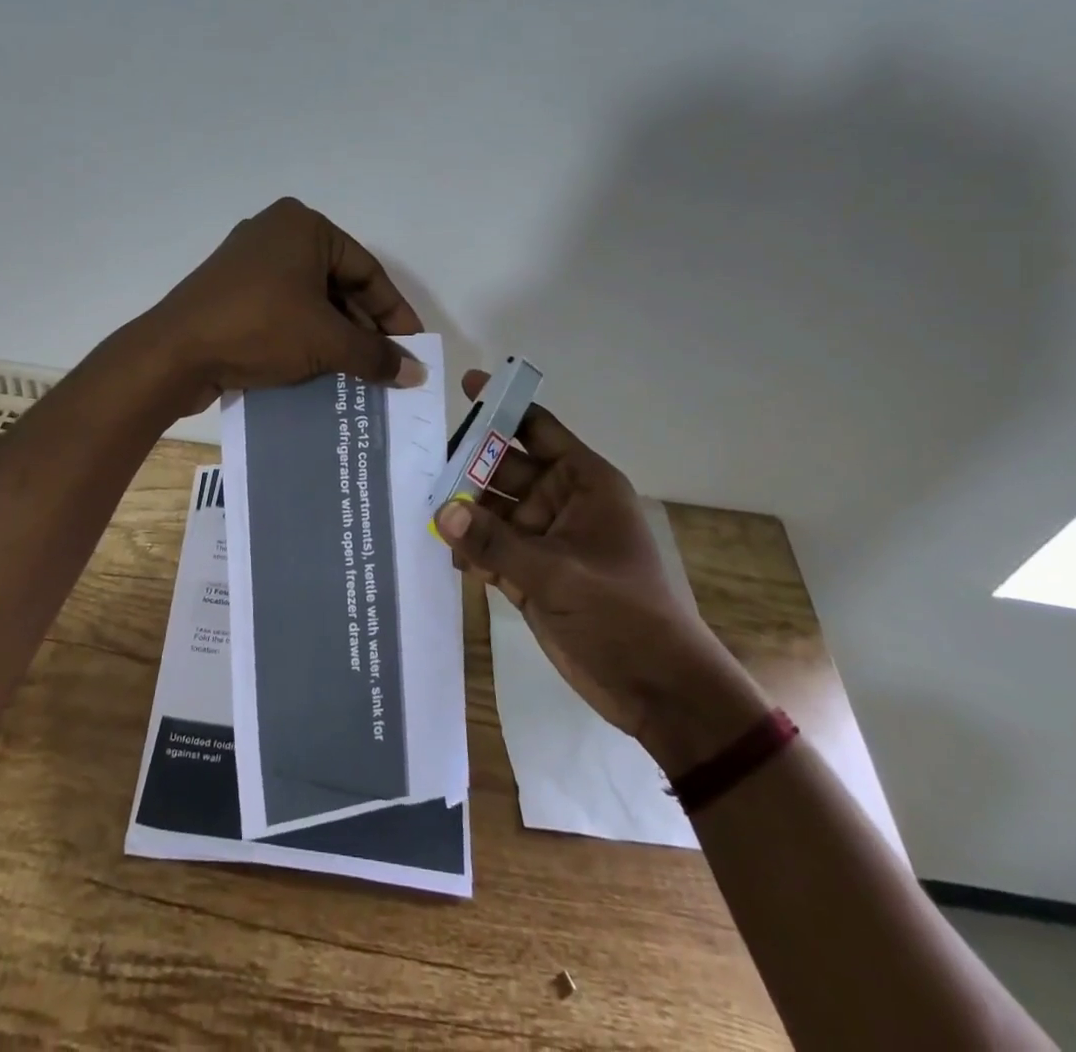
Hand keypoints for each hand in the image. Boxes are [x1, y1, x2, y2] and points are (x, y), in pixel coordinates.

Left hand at [138, 197, 425, 415]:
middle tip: (386, 365)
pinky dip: (305, 336)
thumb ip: (376, 356)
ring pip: (310, 300)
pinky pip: (282, 310)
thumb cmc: (259, 329)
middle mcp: (277, 233)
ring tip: (358, 374)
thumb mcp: (326, 343)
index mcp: (304, 226)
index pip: (367, 270)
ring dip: (335, 337)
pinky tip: (320, 369)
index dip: (394, 313)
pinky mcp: (230, 291)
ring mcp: (248, 262)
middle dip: (364, 328)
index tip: (412, 347)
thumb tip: (416, 373)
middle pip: (338, 284)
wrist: (174, 353)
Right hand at [435, 370, 767, 769]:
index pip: (536, 428)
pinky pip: (489, 548)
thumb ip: (494, 542)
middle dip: (466, 464)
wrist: (658, 690)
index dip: (503, 407)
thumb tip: (441, 511)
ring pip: (491, 510)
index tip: (465, 386)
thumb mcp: (558, 573)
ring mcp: (543, 539)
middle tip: (418, 459)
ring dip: (462, 509)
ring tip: (417, 502)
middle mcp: (560, 502)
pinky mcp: (530, 574)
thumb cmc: (622, 614)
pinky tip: (440, 547)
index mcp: (583, 482)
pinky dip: (468, 547)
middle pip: (504, 468)